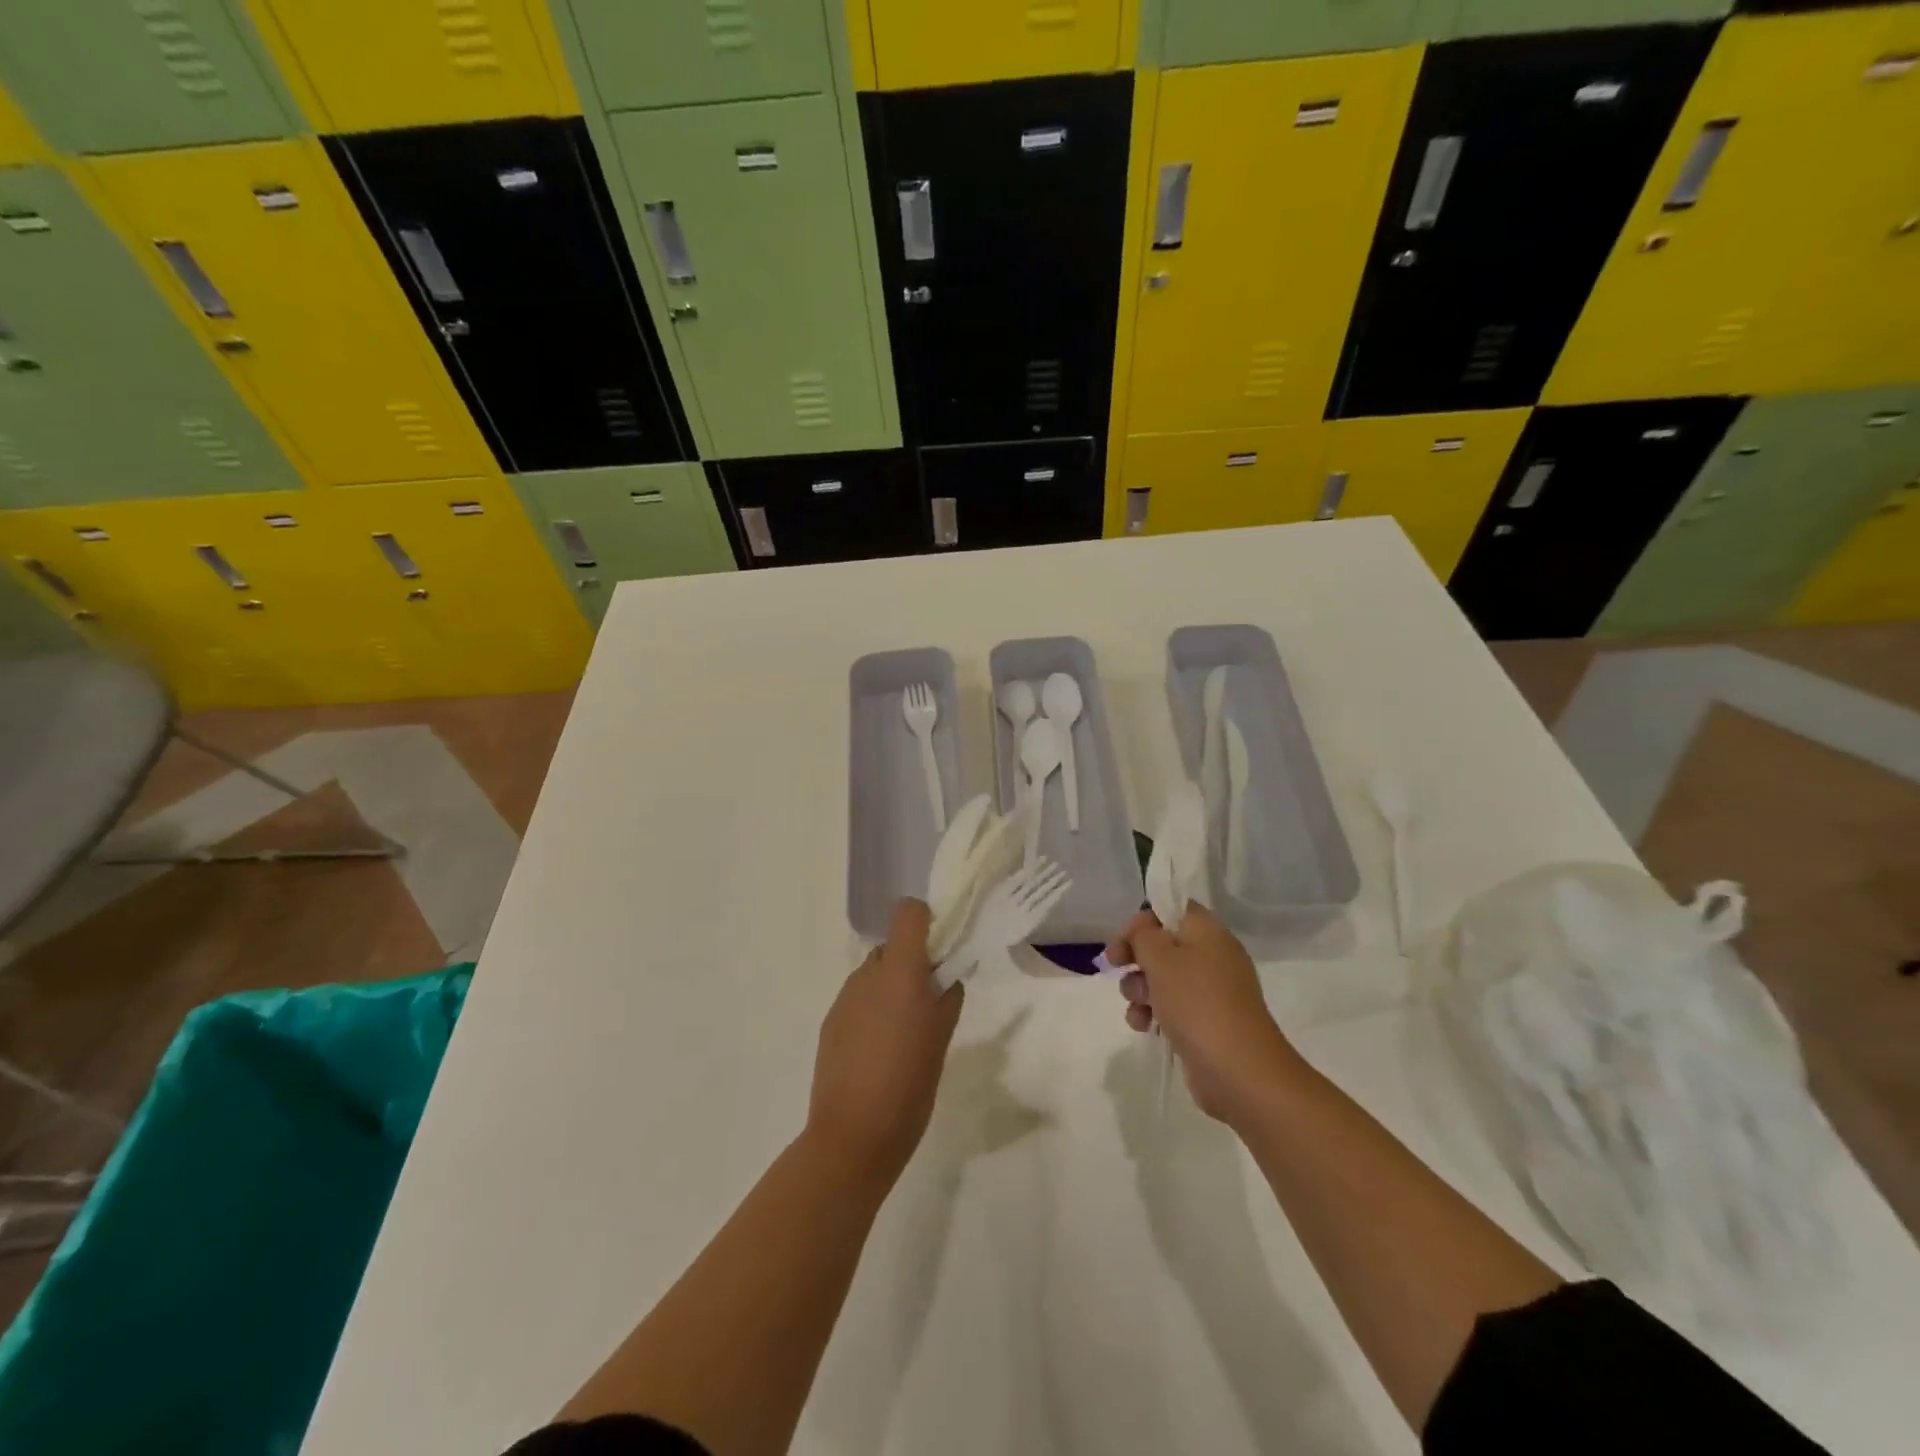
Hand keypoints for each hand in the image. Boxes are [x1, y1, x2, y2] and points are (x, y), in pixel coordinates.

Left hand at [808, 898, 962, 1187]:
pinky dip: (871, 1011)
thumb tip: (946, 978)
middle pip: (892, 946)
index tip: (940, 951)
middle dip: (911, 963)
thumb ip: (947, 998)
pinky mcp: (830, 1022)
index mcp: (900, 971)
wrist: (853, 1135)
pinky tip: (878, 1051)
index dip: (925, 921)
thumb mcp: (942, 1039)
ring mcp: (845, 997)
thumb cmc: (910, 1084)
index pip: (908, 913)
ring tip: (902, 1033)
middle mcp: (868, 974)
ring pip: (873, 974)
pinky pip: (857, 1000)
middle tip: (927, 1001)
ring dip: (890, 988)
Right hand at [1106, 904, 1304, 1125]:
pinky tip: (1144, 1026)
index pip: (1173, 910)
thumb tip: (1143, 932)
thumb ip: (1143, 935)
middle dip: (1135, 956)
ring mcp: (1210, 992)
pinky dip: (1153, 1013)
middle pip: (1163, 945)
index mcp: (1208, 933)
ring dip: (1139, 988)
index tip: (1123, 939)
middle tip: (1115, 965)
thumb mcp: (1161, 958)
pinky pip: (1171, 1007)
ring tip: (1137, 1006)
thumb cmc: (1197, 1003)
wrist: (1239, 1070)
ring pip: (1162, 978)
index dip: (1144, 920)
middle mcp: (1212, 957)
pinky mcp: (1205, 1023)